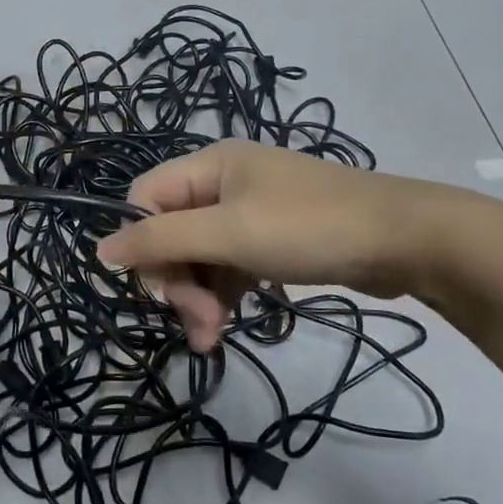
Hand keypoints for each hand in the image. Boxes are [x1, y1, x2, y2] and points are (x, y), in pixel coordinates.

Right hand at [97, 140, 436, 350]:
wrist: (403, 240)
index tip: (160, 290)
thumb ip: (161, 239)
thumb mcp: (229, 233)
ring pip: (199, 255)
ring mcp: (250, 212)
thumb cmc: (308, 228)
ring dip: (198, 296)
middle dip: (177, 280)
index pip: (145, 200)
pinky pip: (229, 267)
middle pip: (172, 232)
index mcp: (209, 166)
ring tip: (212, 337)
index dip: (142, 244)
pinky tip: (225, 326)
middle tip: (197, 321)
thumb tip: (100, 250)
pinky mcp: (272, 241)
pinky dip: (223, 295)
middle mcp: (223, 184)